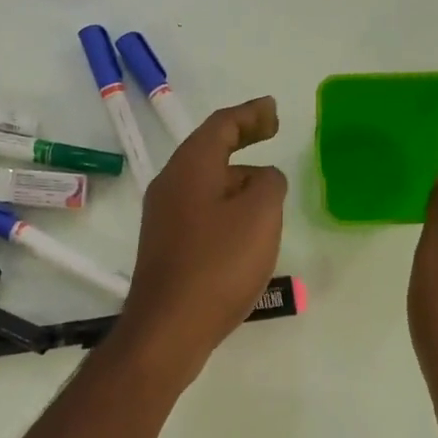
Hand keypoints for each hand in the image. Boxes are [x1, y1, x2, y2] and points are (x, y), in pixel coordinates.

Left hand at [118, 97, 287, 381]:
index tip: (273, 111)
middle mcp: (170, 185)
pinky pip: (201, 212)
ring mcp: (163, 218)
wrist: (169, 327)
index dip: (250, 114)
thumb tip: (261, 178)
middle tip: (271, 136)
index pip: (221, 125)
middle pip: (209, 151)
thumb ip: (269, 184)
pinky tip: (244, 230)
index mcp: (190, 168)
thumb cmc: (218, 265)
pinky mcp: (166, 247)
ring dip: (236, 179)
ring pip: (205, 184)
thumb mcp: (260, 215)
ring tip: (268, 190)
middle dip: (241, 141)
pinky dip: (225, 207)